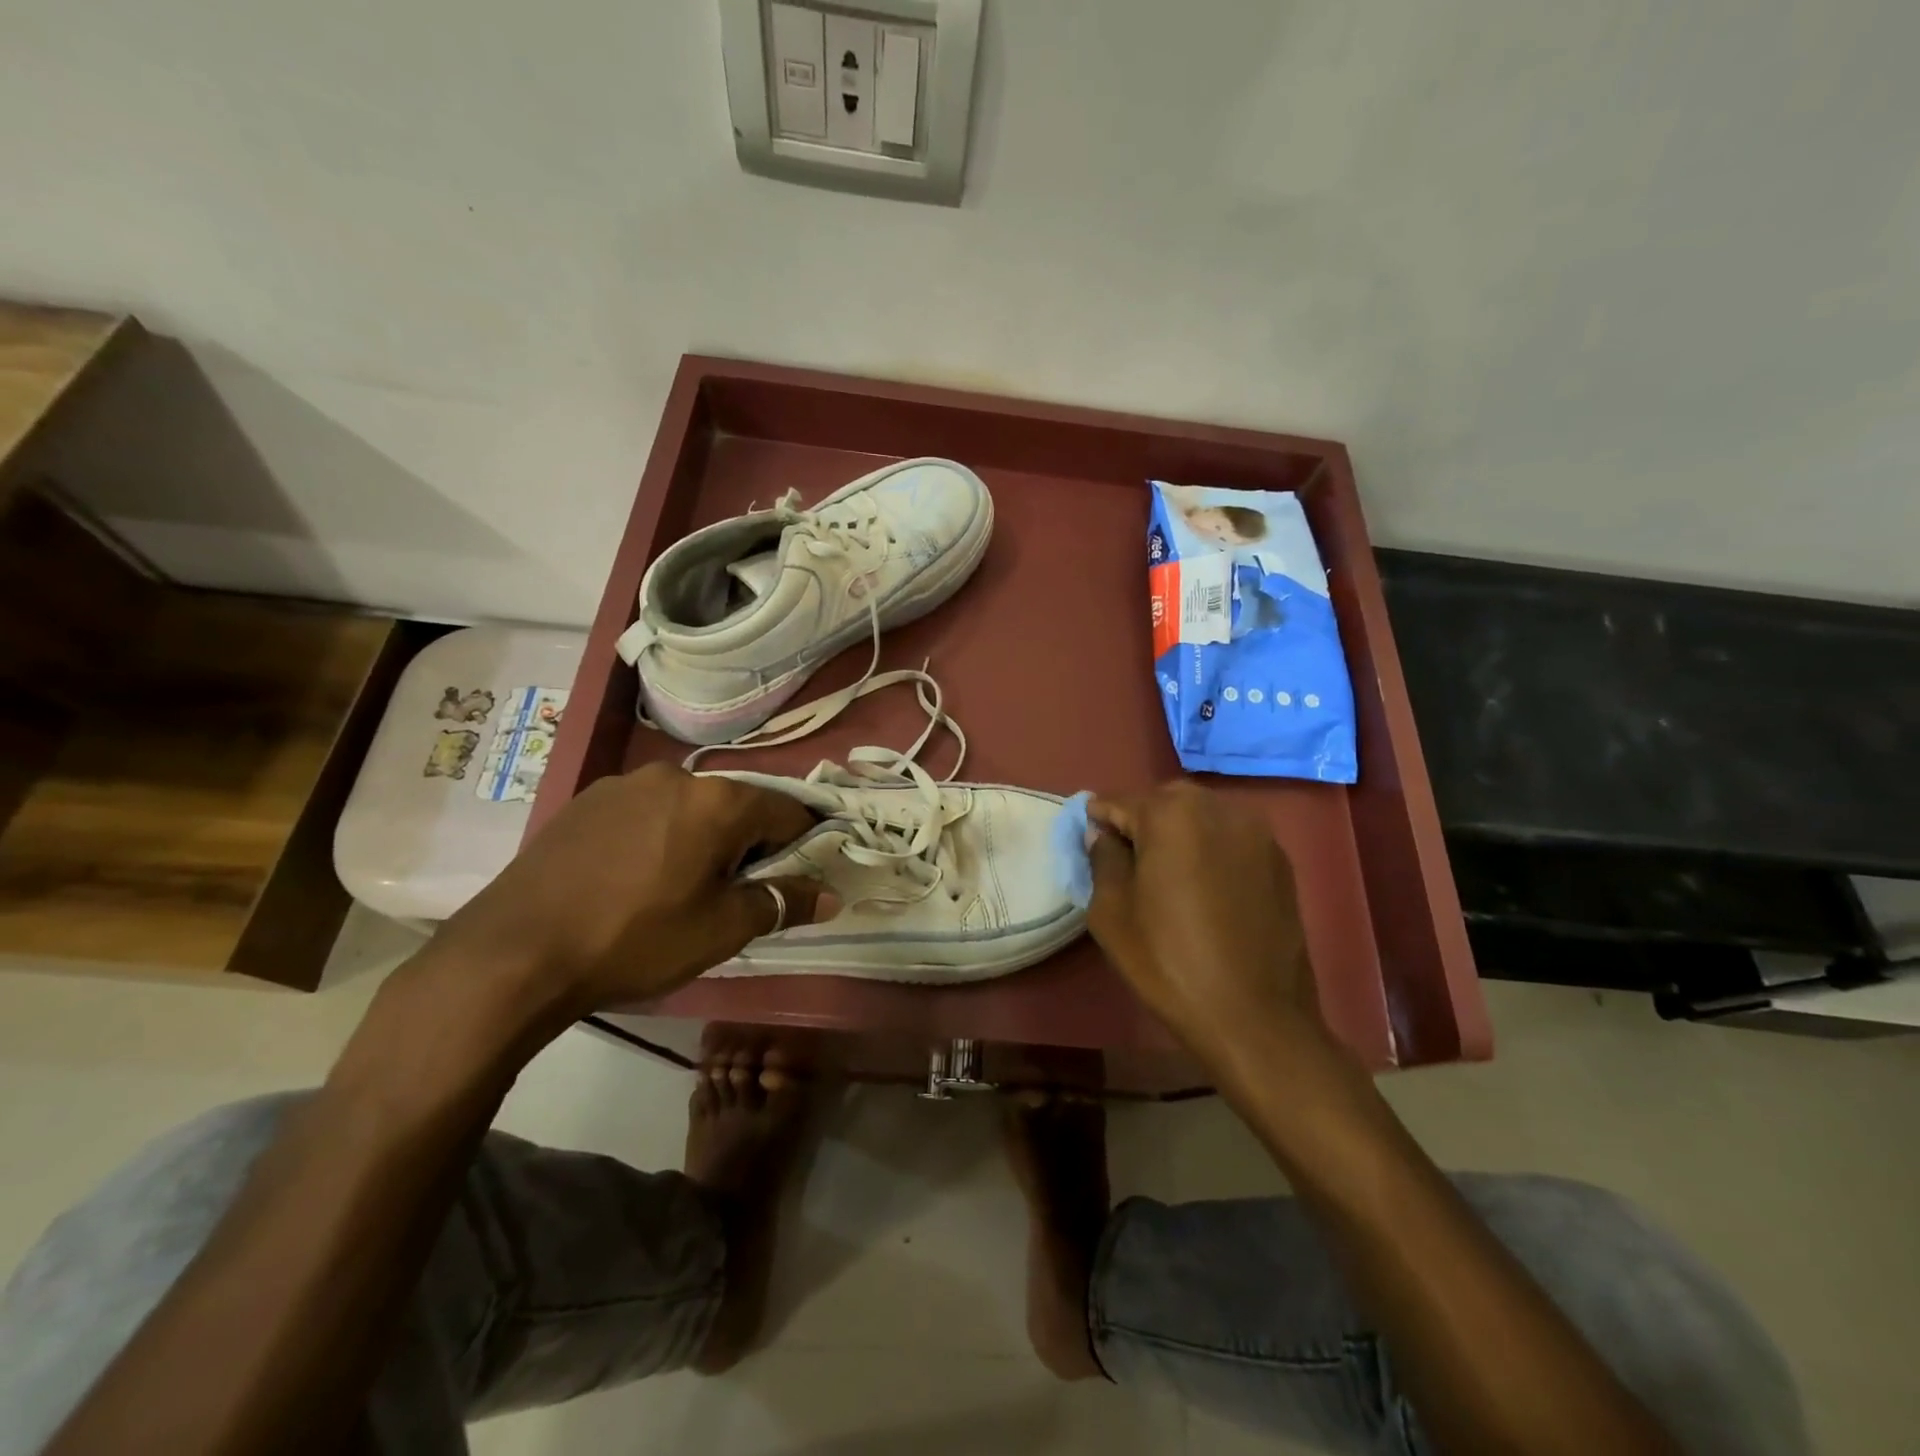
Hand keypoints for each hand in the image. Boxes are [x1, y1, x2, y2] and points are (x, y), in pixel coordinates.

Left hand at [429, 762, 831, 1015]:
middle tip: (731, 893)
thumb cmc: (634, 939)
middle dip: (746, 844)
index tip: (793, 879)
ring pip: (688, 807)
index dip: (801, 845)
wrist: (513, 953)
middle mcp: (675, 776)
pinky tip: (632, 878)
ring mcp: (624, 783)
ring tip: (677, 888)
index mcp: (717, 801)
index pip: (786, 811)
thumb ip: (782, 902)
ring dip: (700, 838)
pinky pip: (645, 811)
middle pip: (736, 806)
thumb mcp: (721, 929)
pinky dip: (658, 836)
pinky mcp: (586, 800)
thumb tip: (830, 895)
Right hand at [1087, 782, 1324, 1065]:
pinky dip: (1212, 849)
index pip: (1119, 802)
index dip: (1099, 822)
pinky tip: (1206, 887)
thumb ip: (1103, 859)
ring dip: (1179, 832)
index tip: (1092, 846)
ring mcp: (1256, 832)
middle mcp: (1217, 808)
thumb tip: (1103, 834)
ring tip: (1169, 874)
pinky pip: (1232, 838)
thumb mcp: (1111, 912)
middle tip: (1130, 862)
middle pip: (1164, 801)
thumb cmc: (1168, 962)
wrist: (1253, 1016)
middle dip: (1142, 822)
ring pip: (1202, 815)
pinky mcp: (1280, 859)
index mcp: (1171, 815)